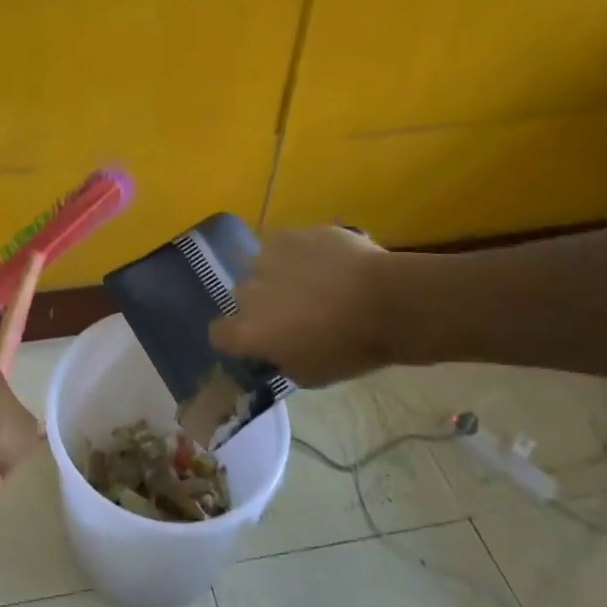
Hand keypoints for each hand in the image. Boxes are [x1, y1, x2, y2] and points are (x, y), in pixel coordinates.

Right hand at [211, 226, 413, 387]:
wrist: (388, 301)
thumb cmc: (351, 348)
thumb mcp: (310, 374)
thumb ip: (281, 358)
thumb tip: (276, 347)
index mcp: (249, 330)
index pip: (219, 334)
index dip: (234, 337)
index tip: (257, 340)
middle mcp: (247, 290)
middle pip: (244, 297)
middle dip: (263, 303)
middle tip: (296, 312)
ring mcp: (266, 257)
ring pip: (262, 267)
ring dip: (278, 275)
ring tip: (313, 282)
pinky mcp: (289, 233)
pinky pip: (285, 245)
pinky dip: (299, 254)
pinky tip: (327, 262)